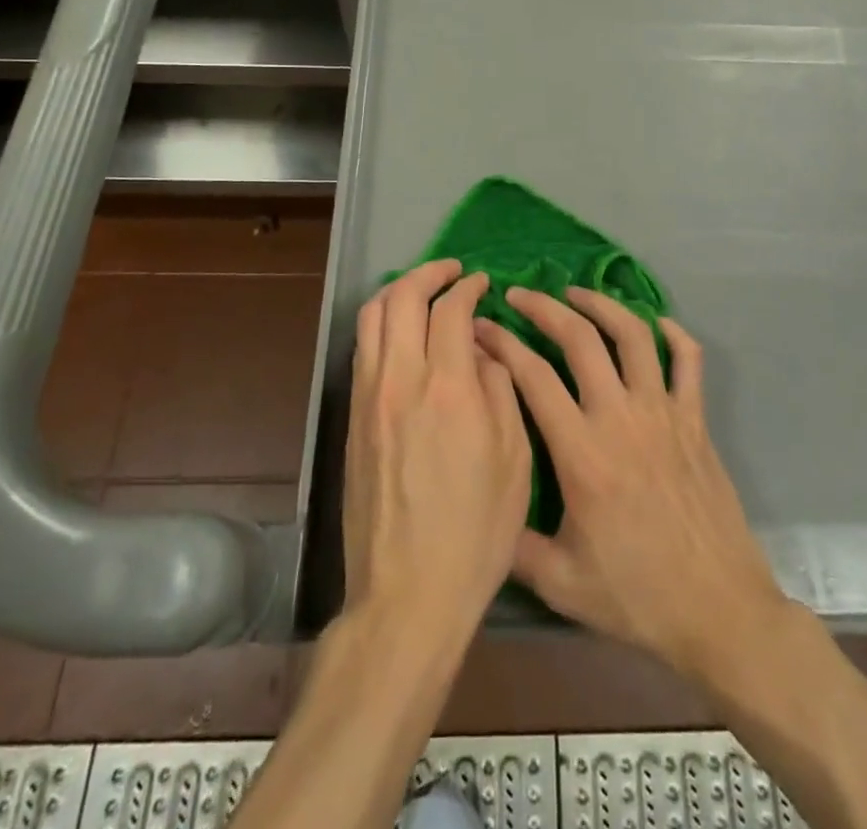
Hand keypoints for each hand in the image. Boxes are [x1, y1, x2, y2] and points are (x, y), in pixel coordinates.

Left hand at [342, 261, 533, 642]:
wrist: (408, 593)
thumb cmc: (476, 530)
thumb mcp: (514, 458)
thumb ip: (499, 388)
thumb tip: (481, 348)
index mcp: (447, 388)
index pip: (450, 309)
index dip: (467, 287)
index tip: (481, 284)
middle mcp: (399, 380)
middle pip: (401, 298)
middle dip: (428, 274)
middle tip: (451, 273)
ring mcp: (368, 398)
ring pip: (371, 318)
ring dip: (397, 293)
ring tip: (422, 293)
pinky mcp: (352, 419)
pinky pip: (362, 350)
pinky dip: (381, 326)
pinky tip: (402, 337)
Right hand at [475, 287, 787, 681]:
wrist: (719, 611)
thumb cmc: (638, 596)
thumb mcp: (561, 584)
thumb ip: (514, 544)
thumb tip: (482, 510)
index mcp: (582, 453)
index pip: (533, 377)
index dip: (502, 344)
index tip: (481, 326)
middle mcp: (621, 417)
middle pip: (580, 339)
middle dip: (544, 308)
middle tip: (520, 295)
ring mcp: (664, 413)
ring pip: (633, 335)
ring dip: (602, 304)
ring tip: (576, 293)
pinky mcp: (697, 420)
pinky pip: (689, 360)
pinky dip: (673, 333)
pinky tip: (656, 323)